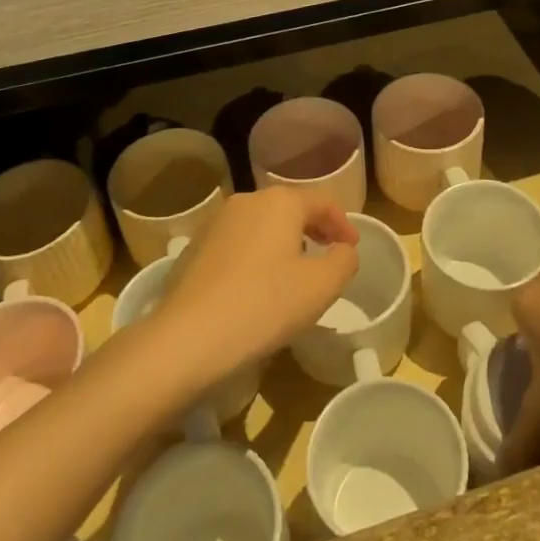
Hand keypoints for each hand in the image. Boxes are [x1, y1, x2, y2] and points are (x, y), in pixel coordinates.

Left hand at [153, 187, 358, 380]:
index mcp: (280, 202)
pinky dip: (256, 256)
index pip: (322, 201)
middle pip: (290, 208)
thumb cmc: (264, 305)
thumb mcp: (321, 287)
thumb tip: (343, 250)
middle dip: (313, 229)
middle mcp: (246, 201)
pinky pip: (237, 244)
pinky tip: (257, 286)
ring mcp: (215, 223)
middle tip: (329, 254)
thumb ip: (344, 261)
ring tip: (295, 271)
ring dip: (284, 242)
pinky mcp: (194, 249)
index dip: (343, 223)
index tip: (353, 248)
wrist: (186, 339)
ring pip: (262, 225)